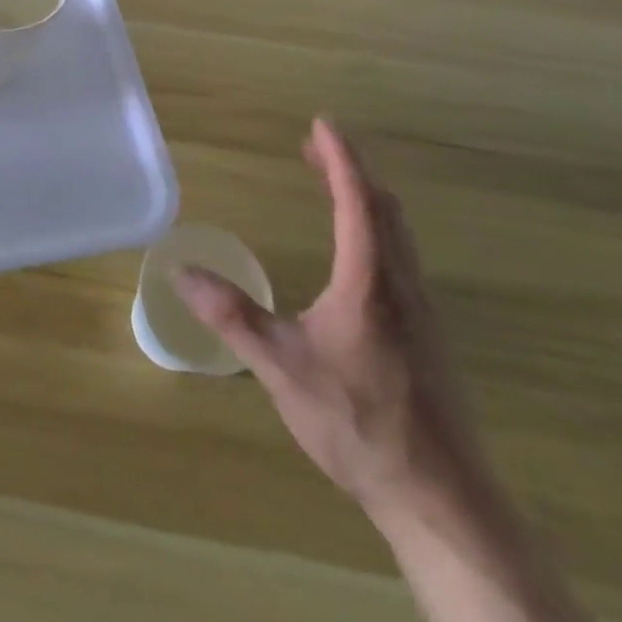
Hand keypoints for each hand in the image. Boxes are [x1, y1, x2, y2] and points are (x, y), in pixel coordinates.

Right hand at [173, 119, 486, 522]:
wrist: (440, 498)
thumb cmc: (358, 422)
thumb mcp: (281, 367)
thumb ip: (232, 316)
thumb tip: (180, 270)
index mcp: (369, 282)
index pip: (357, 201)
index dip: (340, 158)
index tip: (322, 123)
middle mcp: (401, 285)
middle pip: (384, 209)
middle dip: (351, 171)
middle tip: (315, 149)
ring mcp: (421, 312)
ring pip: (399, 234)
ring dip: (368, 199)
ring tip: (334, 187)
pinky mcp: (428, 337)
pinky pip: (402, 259)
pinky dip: (378, 230)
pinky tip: (359, 256)